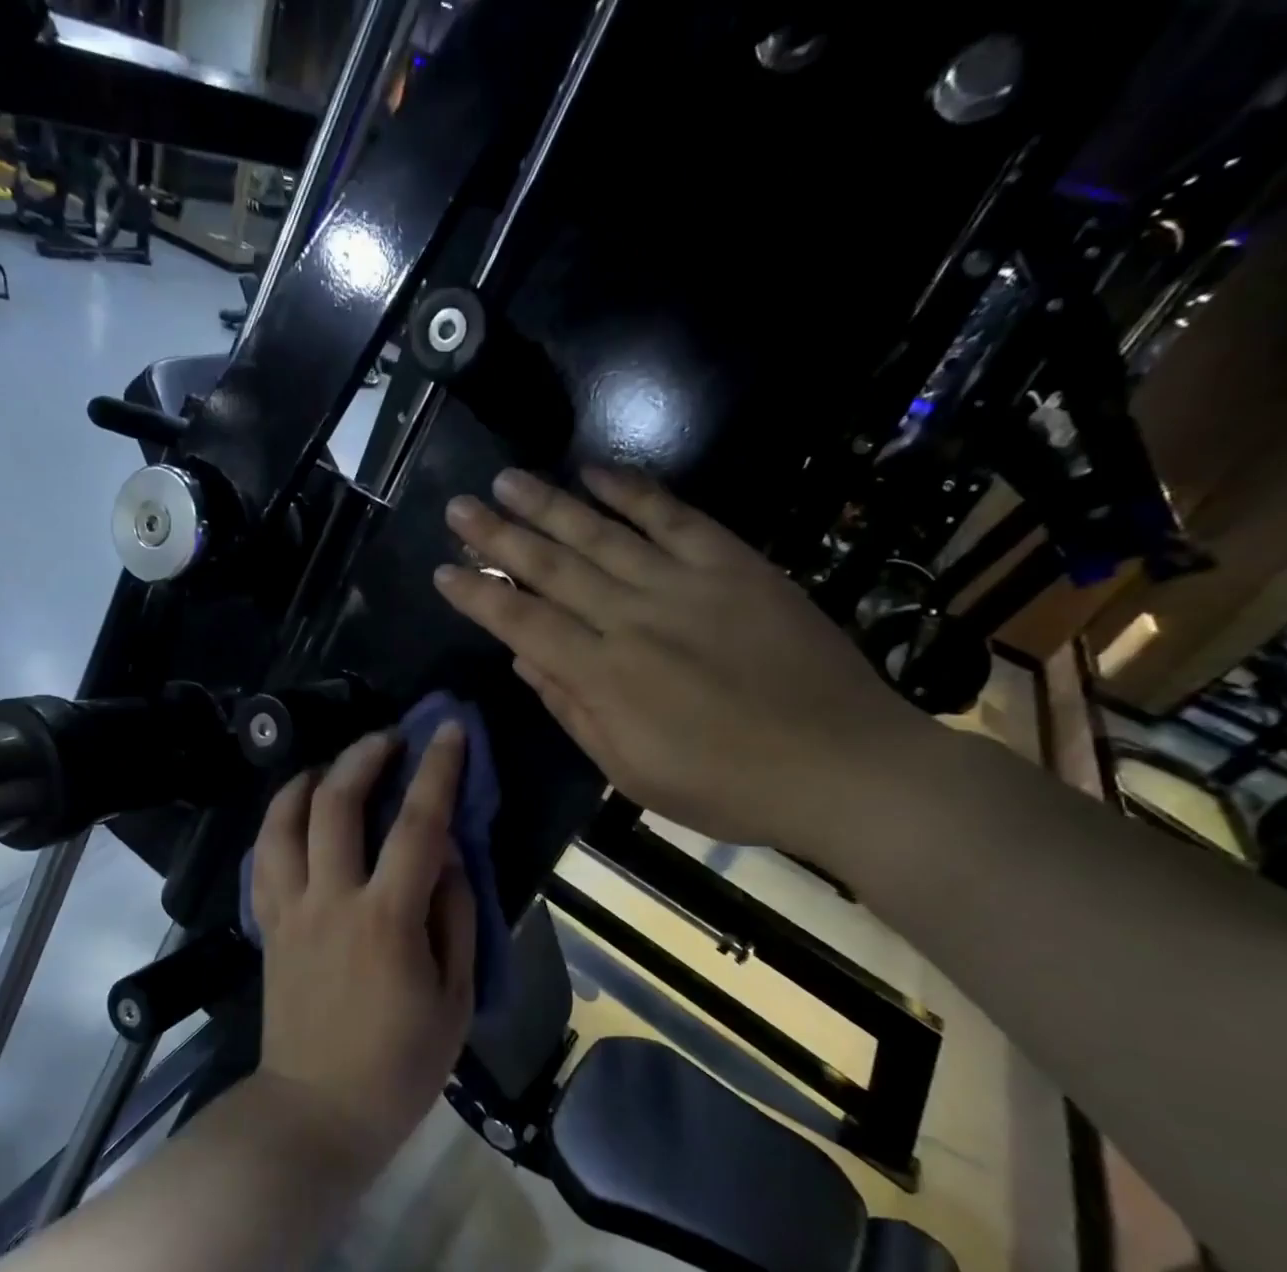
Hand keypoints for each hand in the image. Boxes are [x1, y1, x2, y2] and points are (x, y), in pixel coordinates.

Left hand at [250, 725, 475, 1171]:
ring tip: (334, 767)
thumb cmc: (401, 1064)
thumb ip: (454, 915)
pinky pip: (264, 858)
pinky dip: (277, 822)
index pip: (417, 824)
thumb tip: (447, 854)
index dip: (437, 770)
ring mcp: (290, 909)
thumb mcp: (455, 997)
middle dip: (364, 756)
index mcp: (387, 918)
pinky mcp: (268, 924)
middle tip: (387, 738)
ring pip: (284, 822)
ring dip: (309, 780)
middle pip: (337, 804)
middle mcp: (331, 899)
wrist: (317, 1111)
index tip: (447, 730)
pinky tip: (296, 813)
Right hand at [433, 467, 941, 867]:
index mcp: (605, 675)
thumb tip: (523, 658)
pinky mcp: (735, 565)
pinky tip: (596, 472)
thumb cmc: (726, 785)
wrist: (842, 765)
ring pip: (601, 533)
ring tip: (507, 480)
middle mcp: (634, 617)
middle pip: (552, 566)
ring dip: (549, 504)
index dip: (478, 594)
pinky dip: (634, 491)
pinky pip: (675, 516)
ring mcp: (686, 584)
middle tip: (458, 507)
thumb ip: (572, 710)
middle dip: (498, 535)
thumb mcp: (632, 772)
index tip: (444, 570)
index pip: (522, 621)